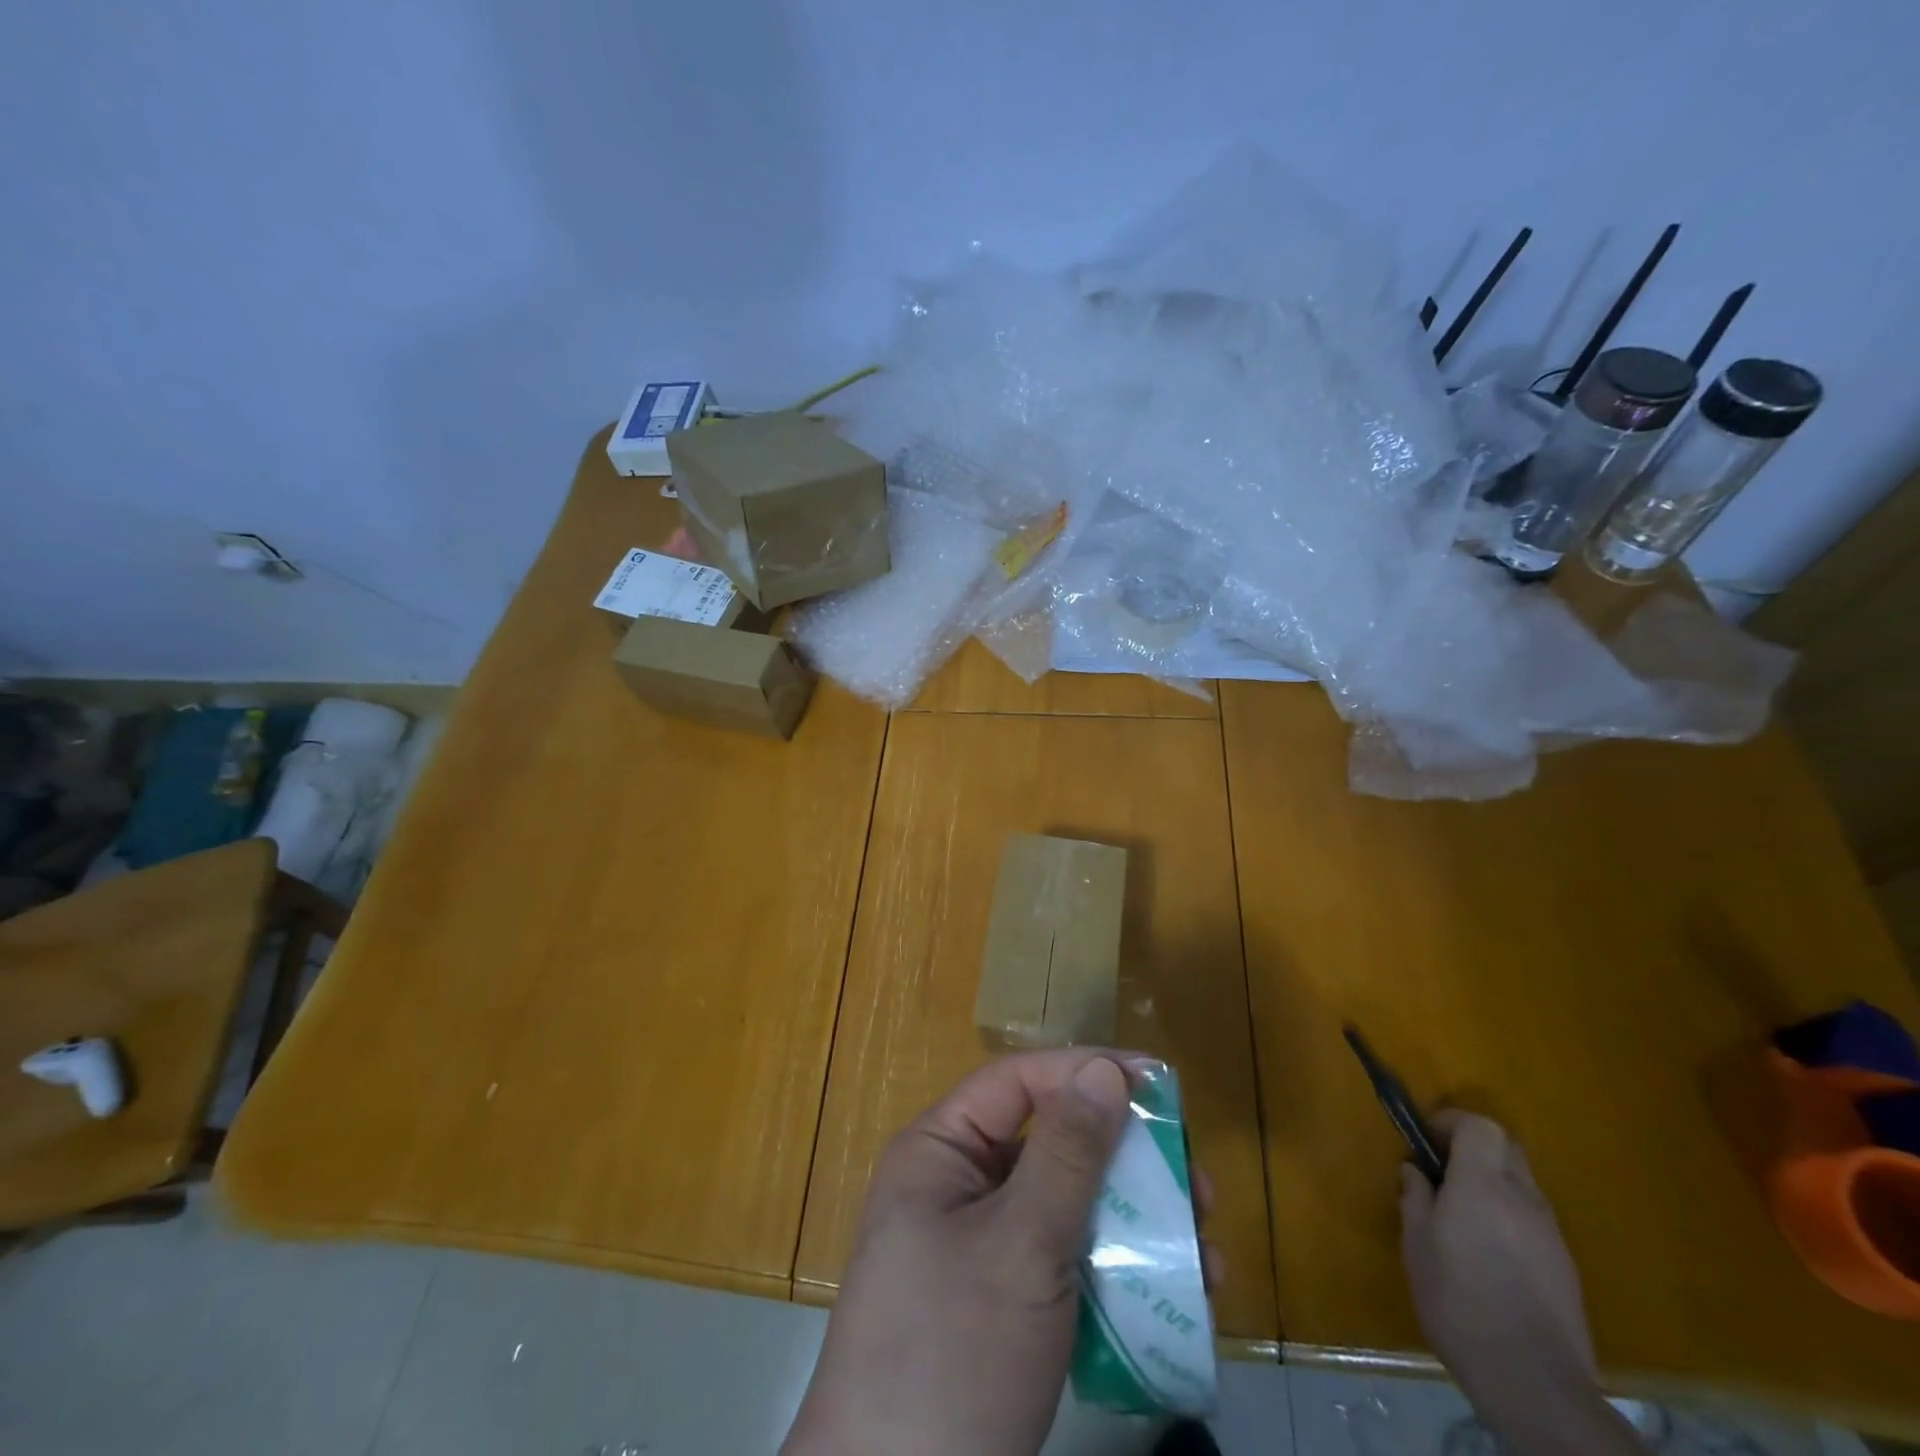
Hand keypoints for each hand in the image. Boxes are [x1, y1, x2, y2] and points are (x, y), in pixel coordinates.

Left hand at [784, 1050, 1216, 1455]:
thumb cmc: (954, 1349)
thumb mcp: (1019, 1244)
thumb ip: (1066, 1154)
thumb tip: (1105, 1070)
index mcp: (939, 1152)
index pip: (1018, 1083)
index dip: (1084, 1071)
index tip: (1157, 1083)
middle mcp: (957, 1187)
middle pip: (1050, 1144)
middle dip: (1125, 1160)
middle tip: (1197, 1181)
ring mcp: (981, 1249)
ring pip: (1067, 1208)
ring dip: (1136, 1221)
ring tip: (1205, 1250)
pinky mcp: (1005, 1304)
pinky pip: (1067, 1262)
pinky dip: (1118, 1270)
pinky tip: (1176, 1294)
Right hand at [1399, 1111, 1595, 1404]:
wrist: (1533, 1382)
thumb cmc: (1458, 1301)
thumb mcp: (1417, 1245)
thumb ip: (1416, 1199)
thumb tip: (1415, 1171)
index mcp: (1483, 1185)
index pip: (1480, 1126)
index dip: (1453, 1121)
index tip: (1428, 1138)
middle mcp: (1523, 1199)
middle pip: (1507, 1148)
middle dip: (1475, 1146)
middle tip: (1444, 1169)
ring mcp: (1551, 1234)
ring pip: (1523, 1184)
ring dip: (1493, 1182)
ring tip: (1464, 1213)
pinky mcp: (1565, 1267)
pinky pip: (1534, 1219)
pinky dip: (1511, 1216)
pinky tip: (1491, 1252)